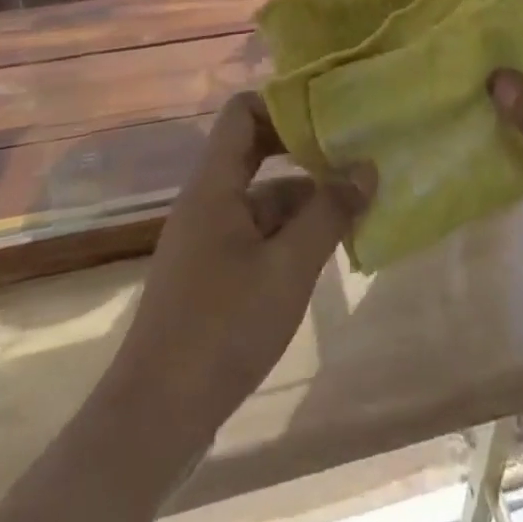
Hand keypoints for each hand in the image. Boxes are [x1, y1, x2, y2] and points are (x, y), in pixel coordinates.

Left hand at [109, 93, 374, 436]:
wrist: (155, 419)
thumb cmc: (222, 327)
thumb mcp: (288, 267)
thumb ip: (329, 213)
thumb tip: (367, 168)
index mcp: (214, 184)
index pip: (242, 112)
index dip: (282, 104)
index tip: (326, 115)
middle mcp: (207, 200)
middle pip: (254, 151)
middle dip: (302, 150)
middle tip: (350, 153)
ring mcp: (207, 238)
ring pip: (260, 197)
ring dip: (303, 198)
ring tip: (354, 205)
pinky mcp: (212, 274)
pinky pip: (256, 232)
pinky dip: (289, 232)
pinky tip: (325, 251)